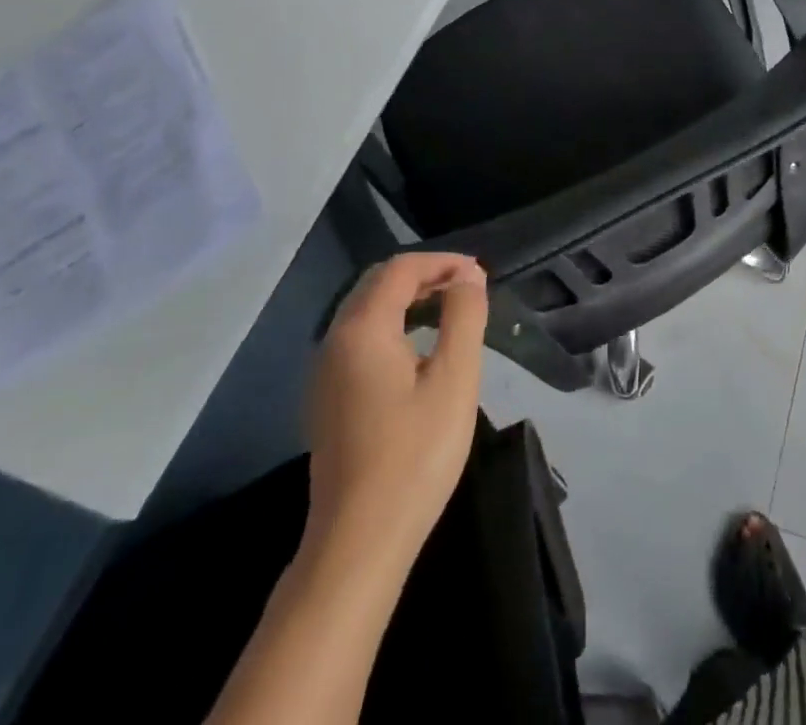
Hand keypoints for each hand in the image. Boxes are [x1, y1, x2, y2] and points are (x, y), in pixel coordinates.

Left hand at [304, 253, 488, 568]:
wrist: (359, 542)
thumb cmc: (415, 454)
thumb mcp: (455, 378)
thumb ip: (464, 317)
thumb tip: (468, 278)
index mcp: (362, 331)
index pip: (400, 269)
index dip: (442, 262)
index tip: (480, 274)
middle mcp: (334, 343)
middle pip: (377, 284)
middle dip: (424, 275)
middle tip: (468, 286)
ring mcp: (325, 374)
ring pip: (366, 311)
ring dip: (408, 298)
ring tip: (451, 309)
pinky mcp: (328, 400)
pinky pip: (360, 338)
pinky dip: (393, 323)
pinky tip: (420, 347)